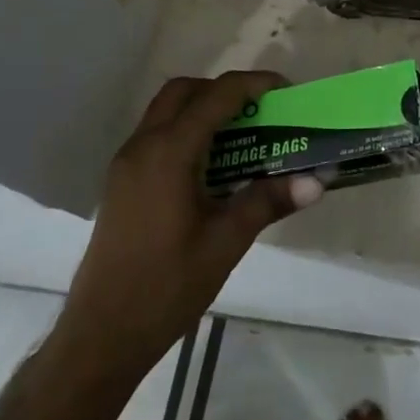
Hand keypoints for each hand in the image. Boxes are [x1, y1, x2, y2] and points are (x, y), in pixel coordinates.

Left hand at [62, 71, 322, 372]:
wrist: (102, 335)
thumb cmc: (166, 286)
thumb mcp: (226, 242)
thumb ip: (269, 201)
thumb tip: (317, 180)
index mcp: (169, 153)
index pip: (217, 96)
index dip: (255, 84)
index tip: (288, 92)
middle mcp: (142, 147)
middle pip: (185, 91)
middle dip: (226, 90)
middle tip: (262, 111)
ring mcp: (126, 164)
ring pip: (166, 112)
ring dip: (205, 109)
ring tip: (244, 136)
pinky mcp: (121, 183)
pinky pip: (157, 135)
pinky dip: (187, 131)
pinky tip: (213, 166)